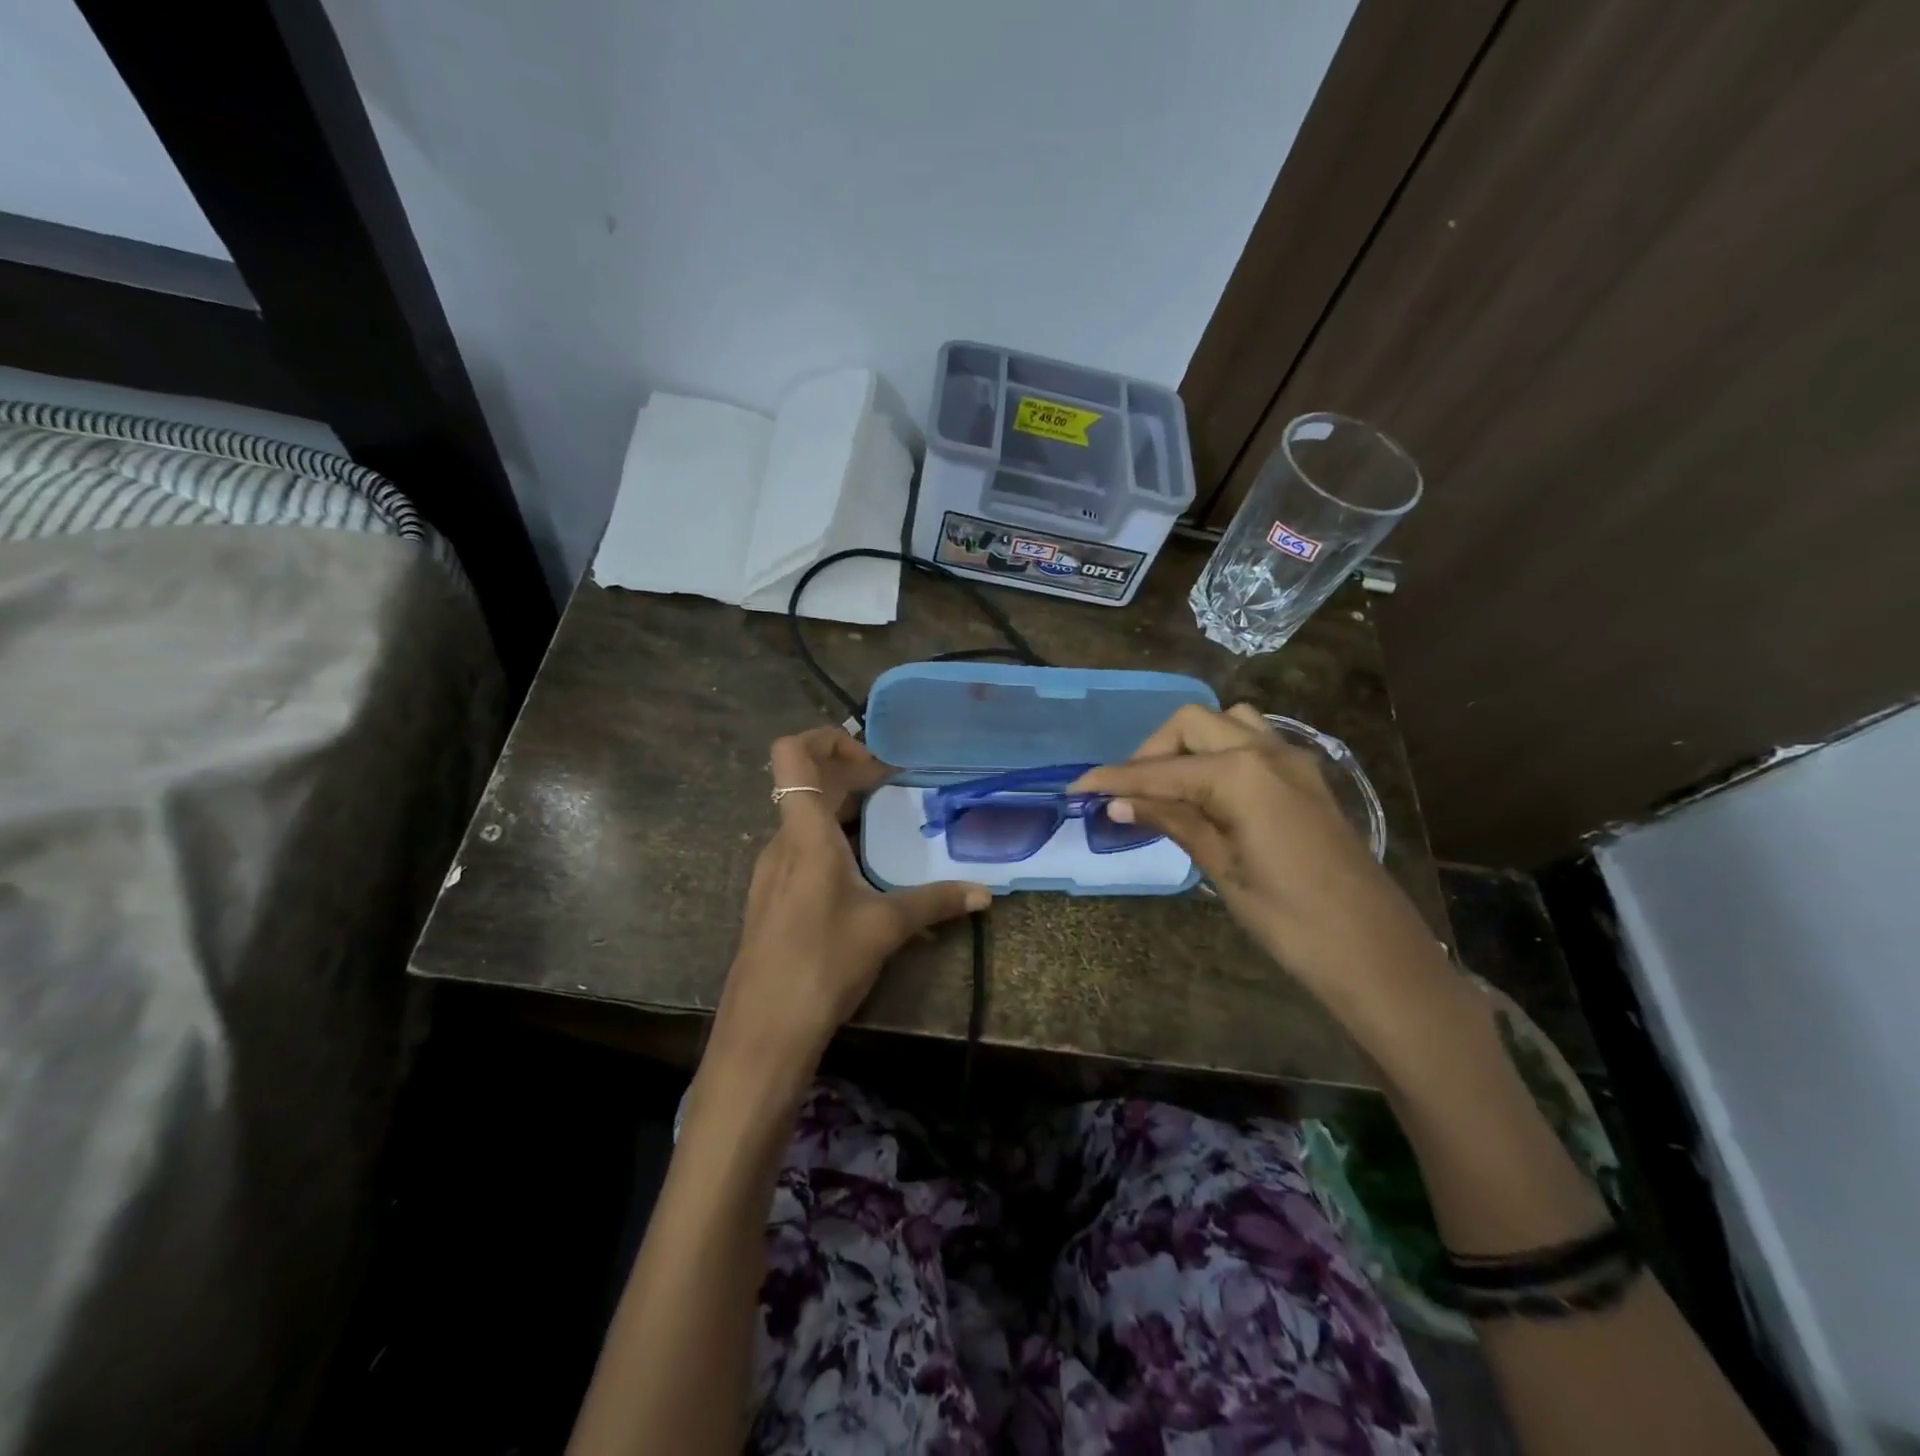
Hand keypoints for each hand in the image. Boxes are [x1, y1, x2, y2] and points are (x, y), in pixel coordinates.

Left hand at [710, 728, 988, 1075]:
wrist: (763, 1032)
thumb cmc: (822, 964)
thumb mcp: (886, 928)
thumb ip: (936, 902)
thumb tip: (985, 893)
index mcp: (805, 834)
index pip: (792, 753)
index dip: (827, 739)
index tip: (873, 763)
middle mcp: (781, 843)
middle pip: (805, 783)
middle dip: (849, 776)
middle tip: (894, 790)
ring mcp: (771, 872)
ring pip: (803, 819)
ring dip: (841, 811)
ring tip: (885, 829)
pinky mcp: (771, 899)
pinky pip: (800, 850)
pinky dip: (830, 843)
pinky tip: (861, 875)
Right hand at [1073, 705, 1443, 1020]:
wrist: (1374, 952)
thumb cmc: (1290, 919)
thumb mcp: (1221, 868)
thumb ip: (1173, 821)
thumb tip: (1119, 802)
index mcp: (1240, 774)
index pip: (1160, 770)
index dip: (1113, 779)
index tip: (1076, 788)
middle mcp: (1266, 751)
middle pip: (1191, 724)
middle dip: (1151, 751)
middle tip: (1128, 793)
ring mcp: (1292, 760)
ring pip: (1226, 724)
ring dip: (1189, 744)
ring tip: (1169, 787)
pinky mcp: (1306, 777)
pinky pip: (1253, 742)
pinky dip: (1220, 753)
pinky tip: (1209, 792)